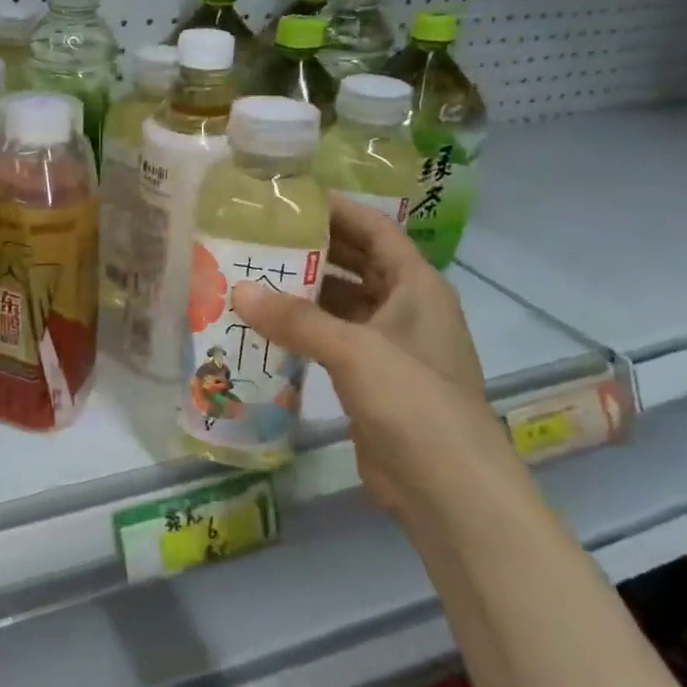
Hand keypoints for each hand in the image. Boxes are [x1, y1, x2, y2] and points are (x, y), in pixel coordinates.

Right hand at [235, 200, 513, 516]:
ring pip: (342, 303)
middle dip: (313, 248)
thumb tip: (238, 289)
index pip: (375, 230)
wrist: (448, 489)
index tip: (289, 197)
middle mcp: (406, 309)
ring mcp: (390, 347)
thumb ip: (296, 319)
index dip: (338, 209)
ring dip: (304, 292)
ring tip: (251, 276)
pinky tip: (265, 327)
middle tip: (258, 235)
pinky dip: (304, 330)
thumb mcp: (355, 351)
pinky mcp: (372, 379)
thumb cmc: (414, 403)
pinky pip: (333, 340)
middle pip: (356, 263)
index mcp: (417, 287)